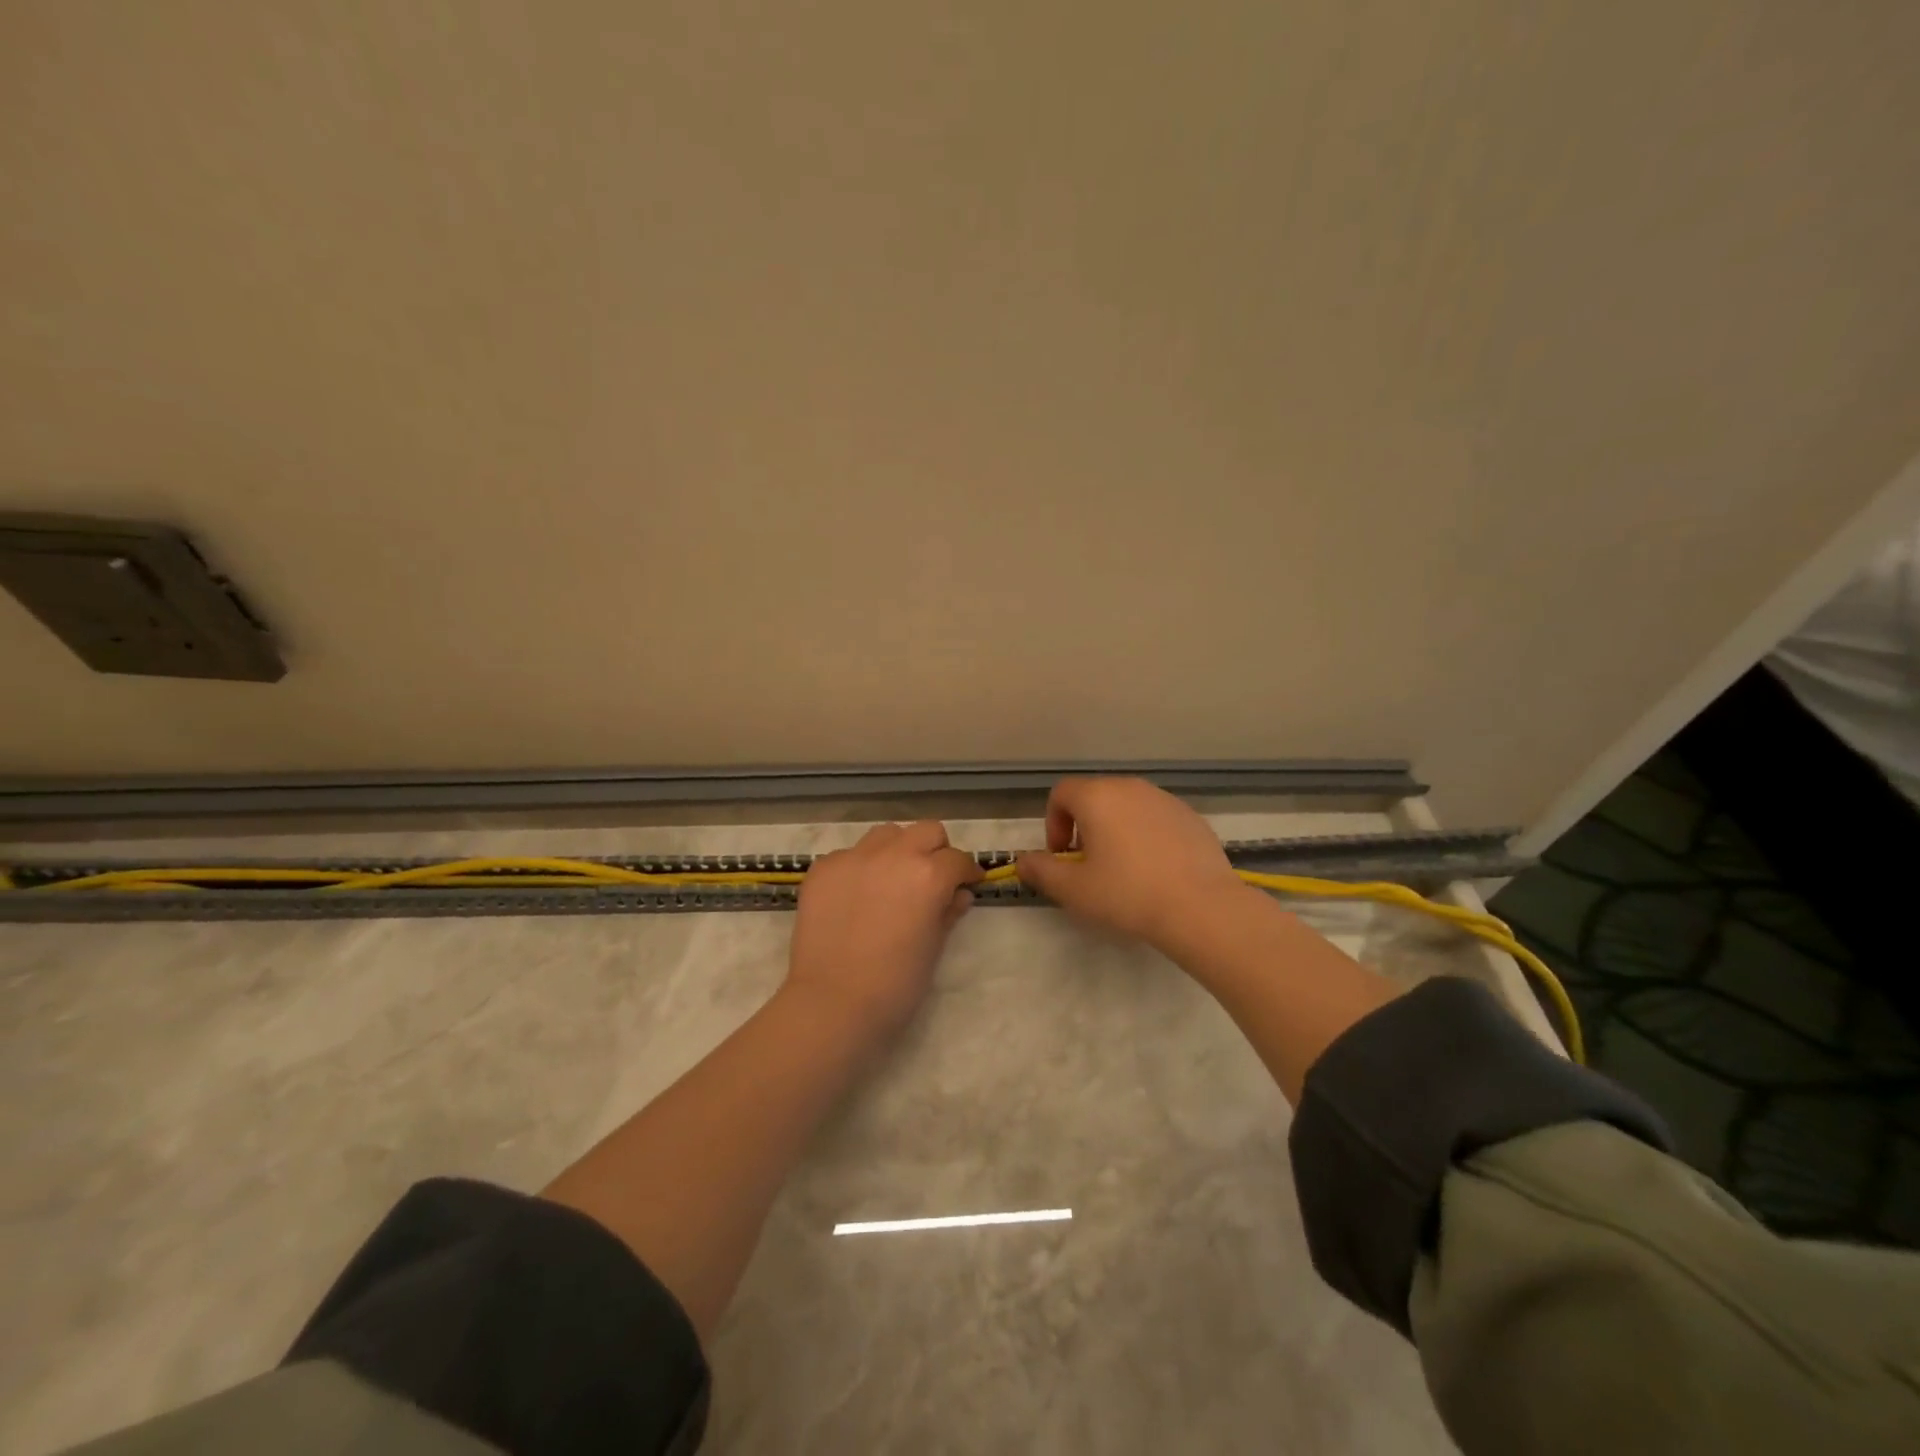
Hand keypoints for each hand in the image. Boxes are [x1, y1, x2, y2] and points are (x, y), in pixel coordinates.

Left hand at [785, 820, 983, 1037]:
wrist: (832, 1002)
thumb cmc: (895, 984)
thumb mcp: (933, 948)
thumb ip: (948, 912)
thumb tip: (959, 894)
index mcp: (929, 875)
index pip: (958, 859)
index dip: (967, 873)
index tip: (967, 884)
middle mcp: (894, 854)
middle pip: (926, 831)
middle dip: (935, 850)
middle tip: (932, 878)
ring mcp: (854, 857)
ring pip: (886, 834)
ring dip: (897, 850)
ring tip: (892, 880)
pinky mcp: (823, 868)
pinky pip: (850, 854)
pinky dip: (860, 867)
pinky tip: (856, 896)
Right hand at [1016, 777, 1248, 950]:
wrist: (1201, 908)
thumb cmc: (1127, 894)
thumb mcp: (1072, 889)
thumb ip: (1041, 870)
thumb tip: (1024, 861)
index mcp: (1098, 797)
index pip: (1061, 793)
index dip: (1053, 823)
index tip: (1063, 857)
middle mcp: (1130, 787)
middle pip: (1095, 796)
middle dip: (1084, 826)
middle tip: (1089, 865)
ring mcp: (1165, 799)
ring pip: (1127, 807)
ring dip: (1115, 830)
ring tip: (1123, 869)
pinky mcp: (1191, 817)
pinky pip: (1155, 818)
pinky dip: (1146, 836)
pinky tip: (1155, 871)